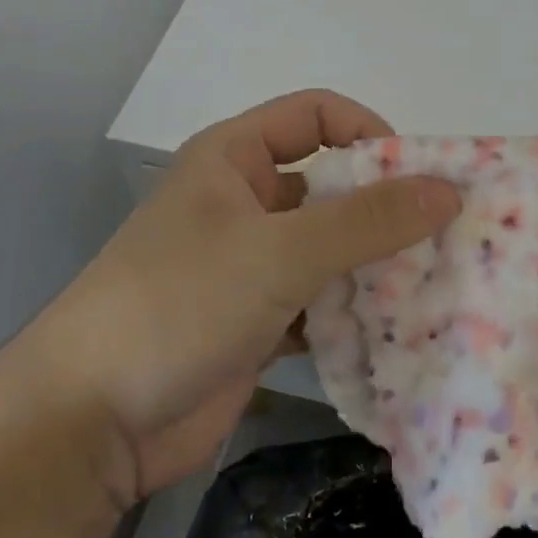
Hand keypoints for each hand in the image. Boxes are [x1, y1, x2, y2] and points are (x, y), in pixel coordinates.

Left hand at [16, 90, 459, 505]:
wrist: (90, 422)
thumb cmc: (179, 304)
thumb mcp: (278, 252)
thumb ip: (367, 220)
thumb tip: (448, 190)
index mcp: (234, 158)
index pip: (317, 115)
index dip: (369, 133)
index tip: (418, 177)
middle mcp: (244, 201)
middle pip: (330, 184)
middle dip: (384, 207)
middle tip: (446, 237)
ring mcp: (249, 264)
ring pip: (329, 247)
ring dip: (374, 264)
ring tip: (436, 285)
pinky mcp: (256, 319)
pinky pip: (320, 301)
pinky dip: (352, 312)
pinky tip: (394, 332)